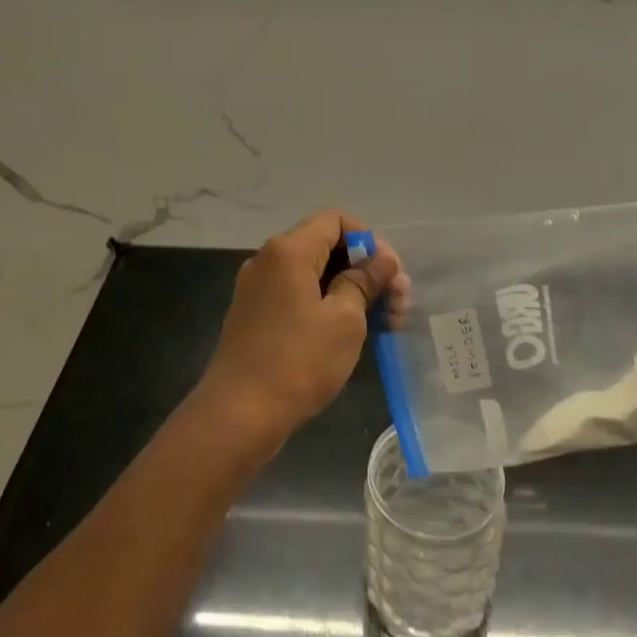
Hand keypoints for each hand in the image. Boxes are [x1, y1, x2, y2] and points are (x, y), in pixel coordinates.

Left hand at [197, 210, 400, 441]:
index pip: (336, 220)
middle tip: (398, 303)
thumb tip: (383, 260)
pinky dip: (327, 306)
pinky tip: (352, 333)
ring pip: (314, 275)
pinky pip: (298, 296)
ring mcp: (258, 289)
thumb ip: (365, 281)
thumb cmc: (299, 361)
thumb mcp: (344, 319)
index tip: (390, 274)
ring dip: (351, 291)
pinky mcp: (256, 316)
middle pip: (326, 247)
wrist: (239, 415)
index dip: (369, 240)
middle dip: (365, 270)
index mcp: (288, 250)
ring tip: (385, 323)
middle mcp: (268, 260)